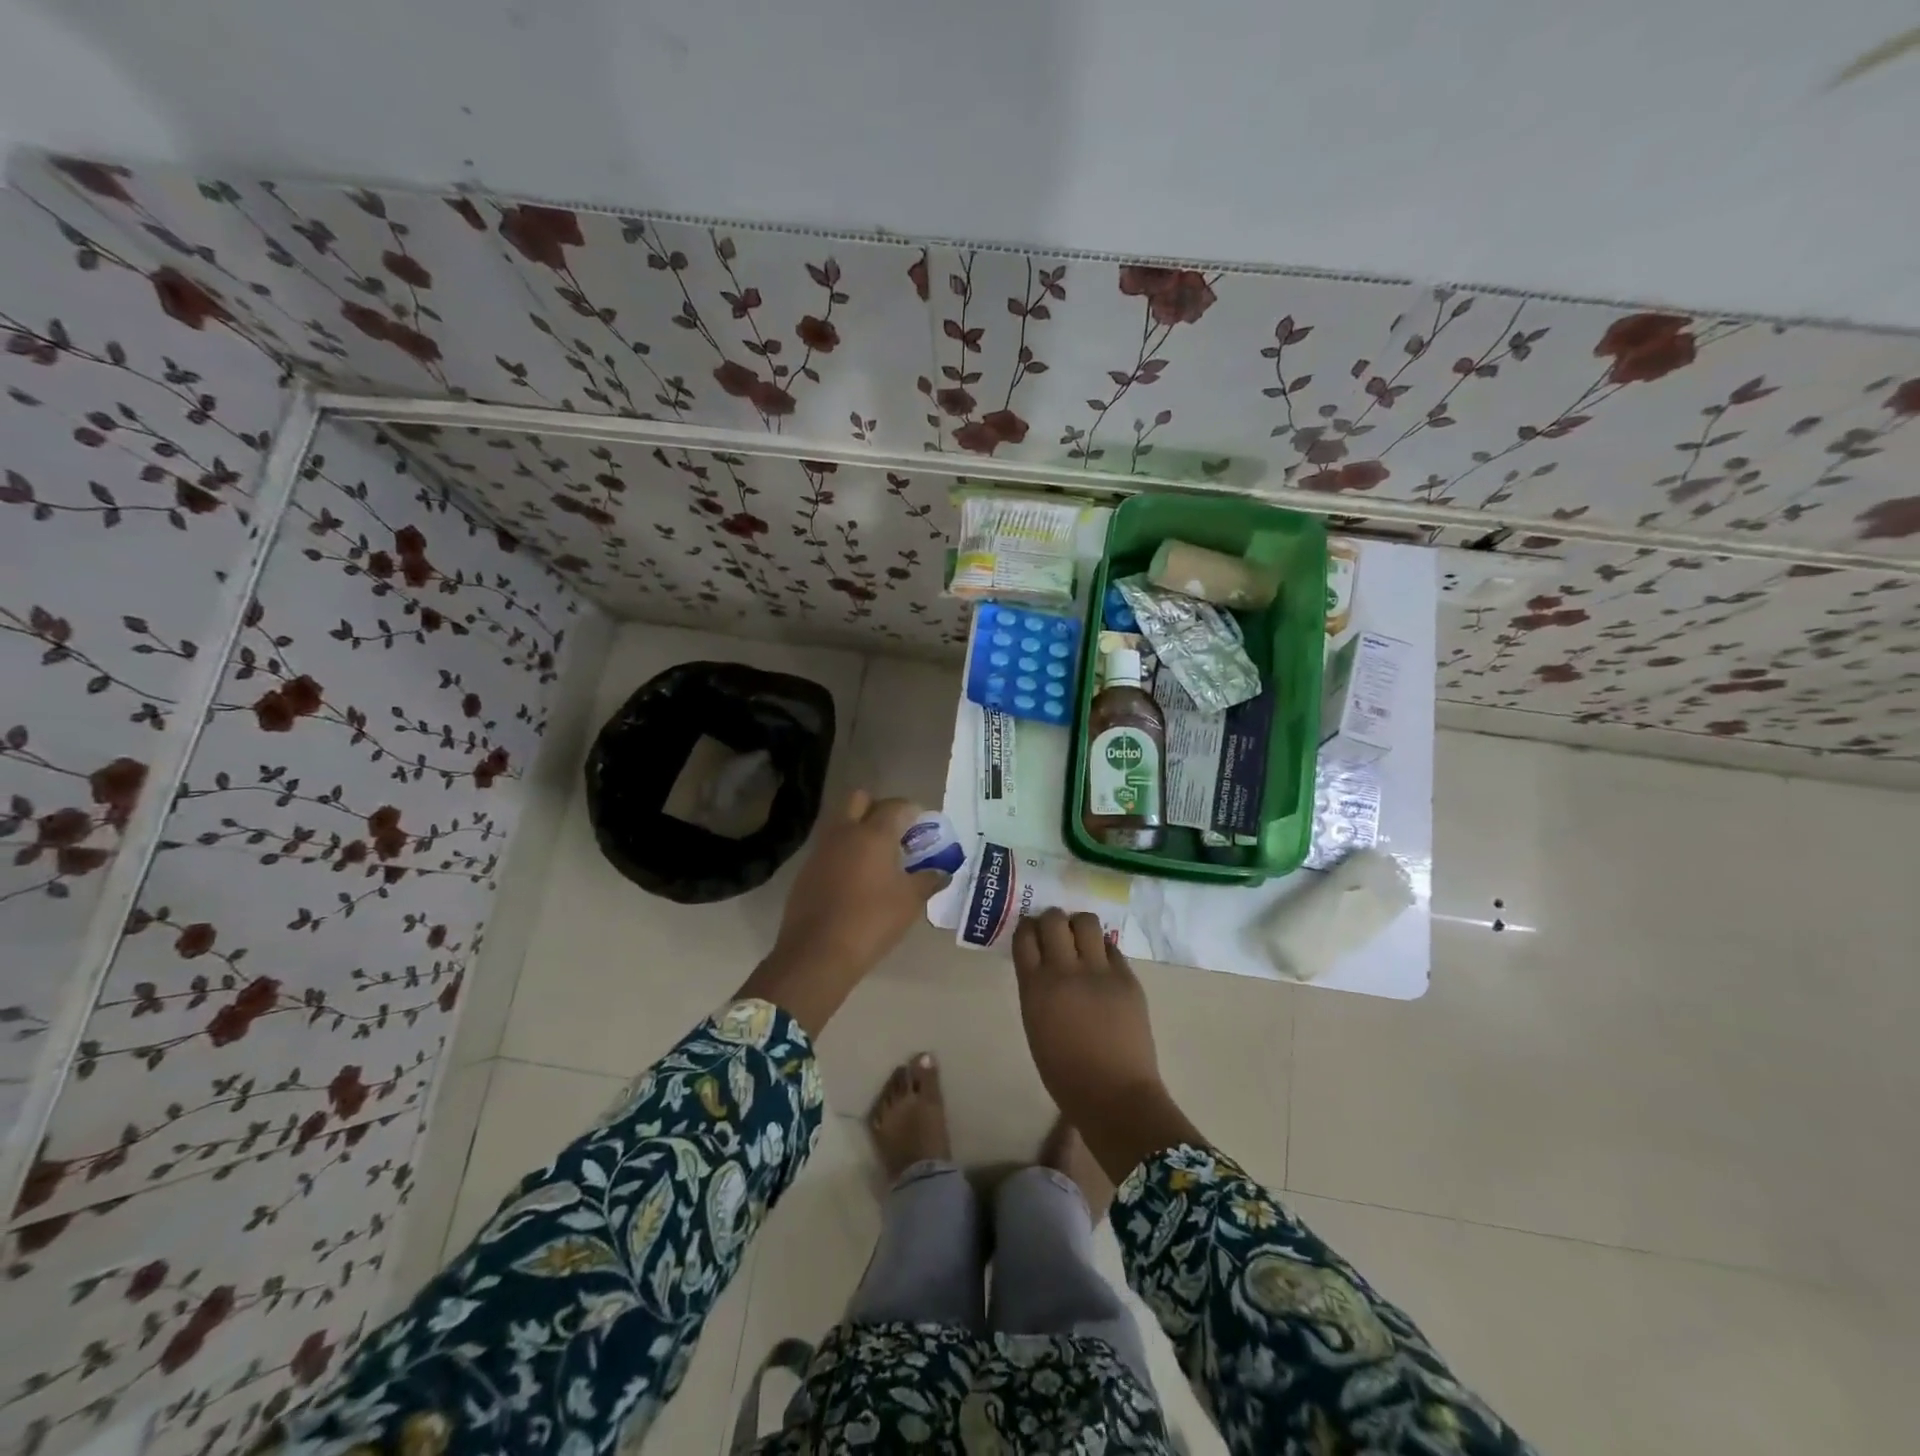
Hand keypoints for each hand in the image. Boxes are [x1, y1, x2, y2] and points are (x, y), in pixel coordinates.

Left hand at [737, 791, 944, 1034]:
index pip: (896, 806)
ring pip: (843, 823)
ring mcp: (821, 849)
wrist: (817, 953)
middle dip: (880, 809)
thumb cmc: (872, 921)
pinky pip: (830, 848)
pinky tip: (856, 880)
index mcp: (873, 833)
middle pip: (861, 800)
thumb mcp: (910, 902)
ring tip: (879, 859)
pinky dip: (845, 853)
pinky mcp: (807, 870)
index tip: (924, 828)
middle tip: (897, 834)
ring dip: (860, 830)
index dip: (913, 812)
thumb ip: (929, 880)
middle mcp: (845, 832)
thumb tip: (944, 871)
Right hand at [1012, 909, 1202, 1179]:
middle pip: (1054, 919)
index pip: (1025, 936)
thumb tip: (1043, 965)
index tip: (1030, 932)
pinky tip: (1102, 964)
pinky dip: (1103, 949)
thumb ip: (1036, 989)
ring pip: (1087, 921)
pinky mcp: (1127, 977)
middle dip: (1052, 920)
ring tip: (1081, 941)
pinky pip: (1112, 947)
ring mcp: (1099, 971)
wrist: (1114, 1095)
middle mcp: (1065, 970)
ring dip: (1079, 926)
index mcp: (1035, 987)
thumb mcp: (1035, 1025)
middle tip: (1055, 933)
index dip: (1027, 928)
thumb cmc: (1065, 1073)